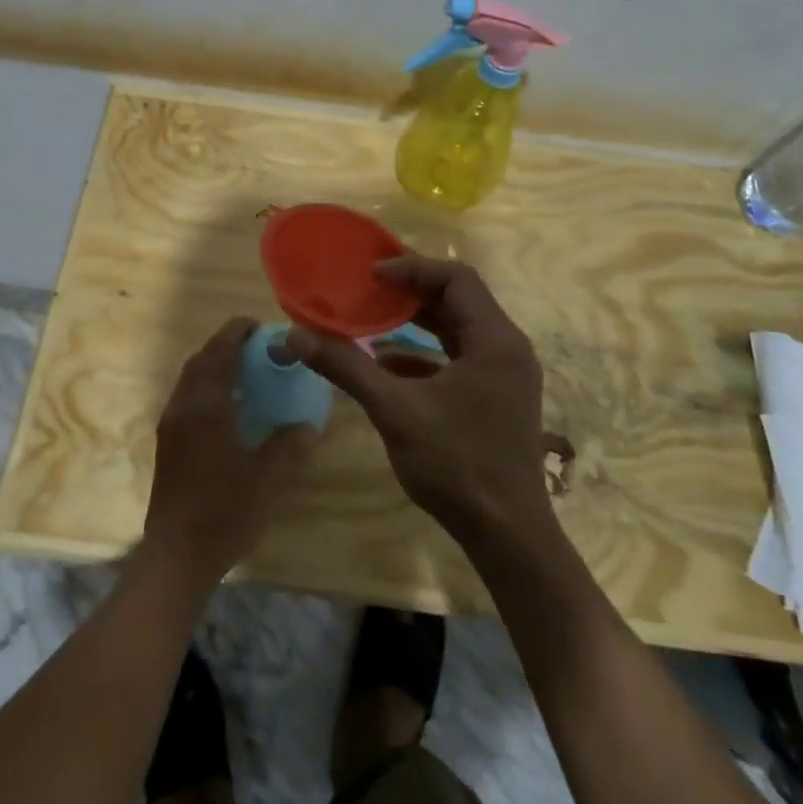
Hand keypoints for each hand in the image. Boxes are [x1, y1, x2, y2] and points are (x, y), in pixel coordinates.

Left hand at [143, 317, 318, 586]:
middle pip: (200, 361)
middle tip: (256, 347)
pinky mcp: (167, 444)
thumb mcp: (268, 477)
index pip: (219, 352)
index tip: (259, 325)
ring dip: (214, 366)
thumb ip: (289, 444)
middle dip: (225, 346)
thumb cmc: (225, 512)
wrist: (177, 555)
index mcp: (206, 406)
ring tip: (245, 372)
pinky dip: (206, 389)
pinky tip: (229, 409)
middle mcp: (182, 407)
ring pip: (190, 380)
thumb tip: (308, 425)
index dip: (237, 333)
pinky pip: (187, 400)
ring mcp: (170, 426)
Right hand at [286, 257, 551, 551]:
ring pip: (459, 330)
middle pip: (459, 300)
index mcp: (495, 340)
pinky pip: (459, 359)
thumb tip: (295, 336)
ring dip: (417, 323)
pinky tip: (387, 366)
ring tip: (371, 319)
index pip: (456, 278)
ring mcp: (505, 375)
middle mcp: (507, 348)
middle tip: (366, 290)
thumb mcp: (395, 410)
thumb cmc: (456, 464)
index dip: (411, 268)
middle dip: (411, 293)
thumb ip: (346, 367)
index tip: (370, 275)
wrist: (507, 535)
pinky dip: (424, 355)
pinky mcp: (497, 398)